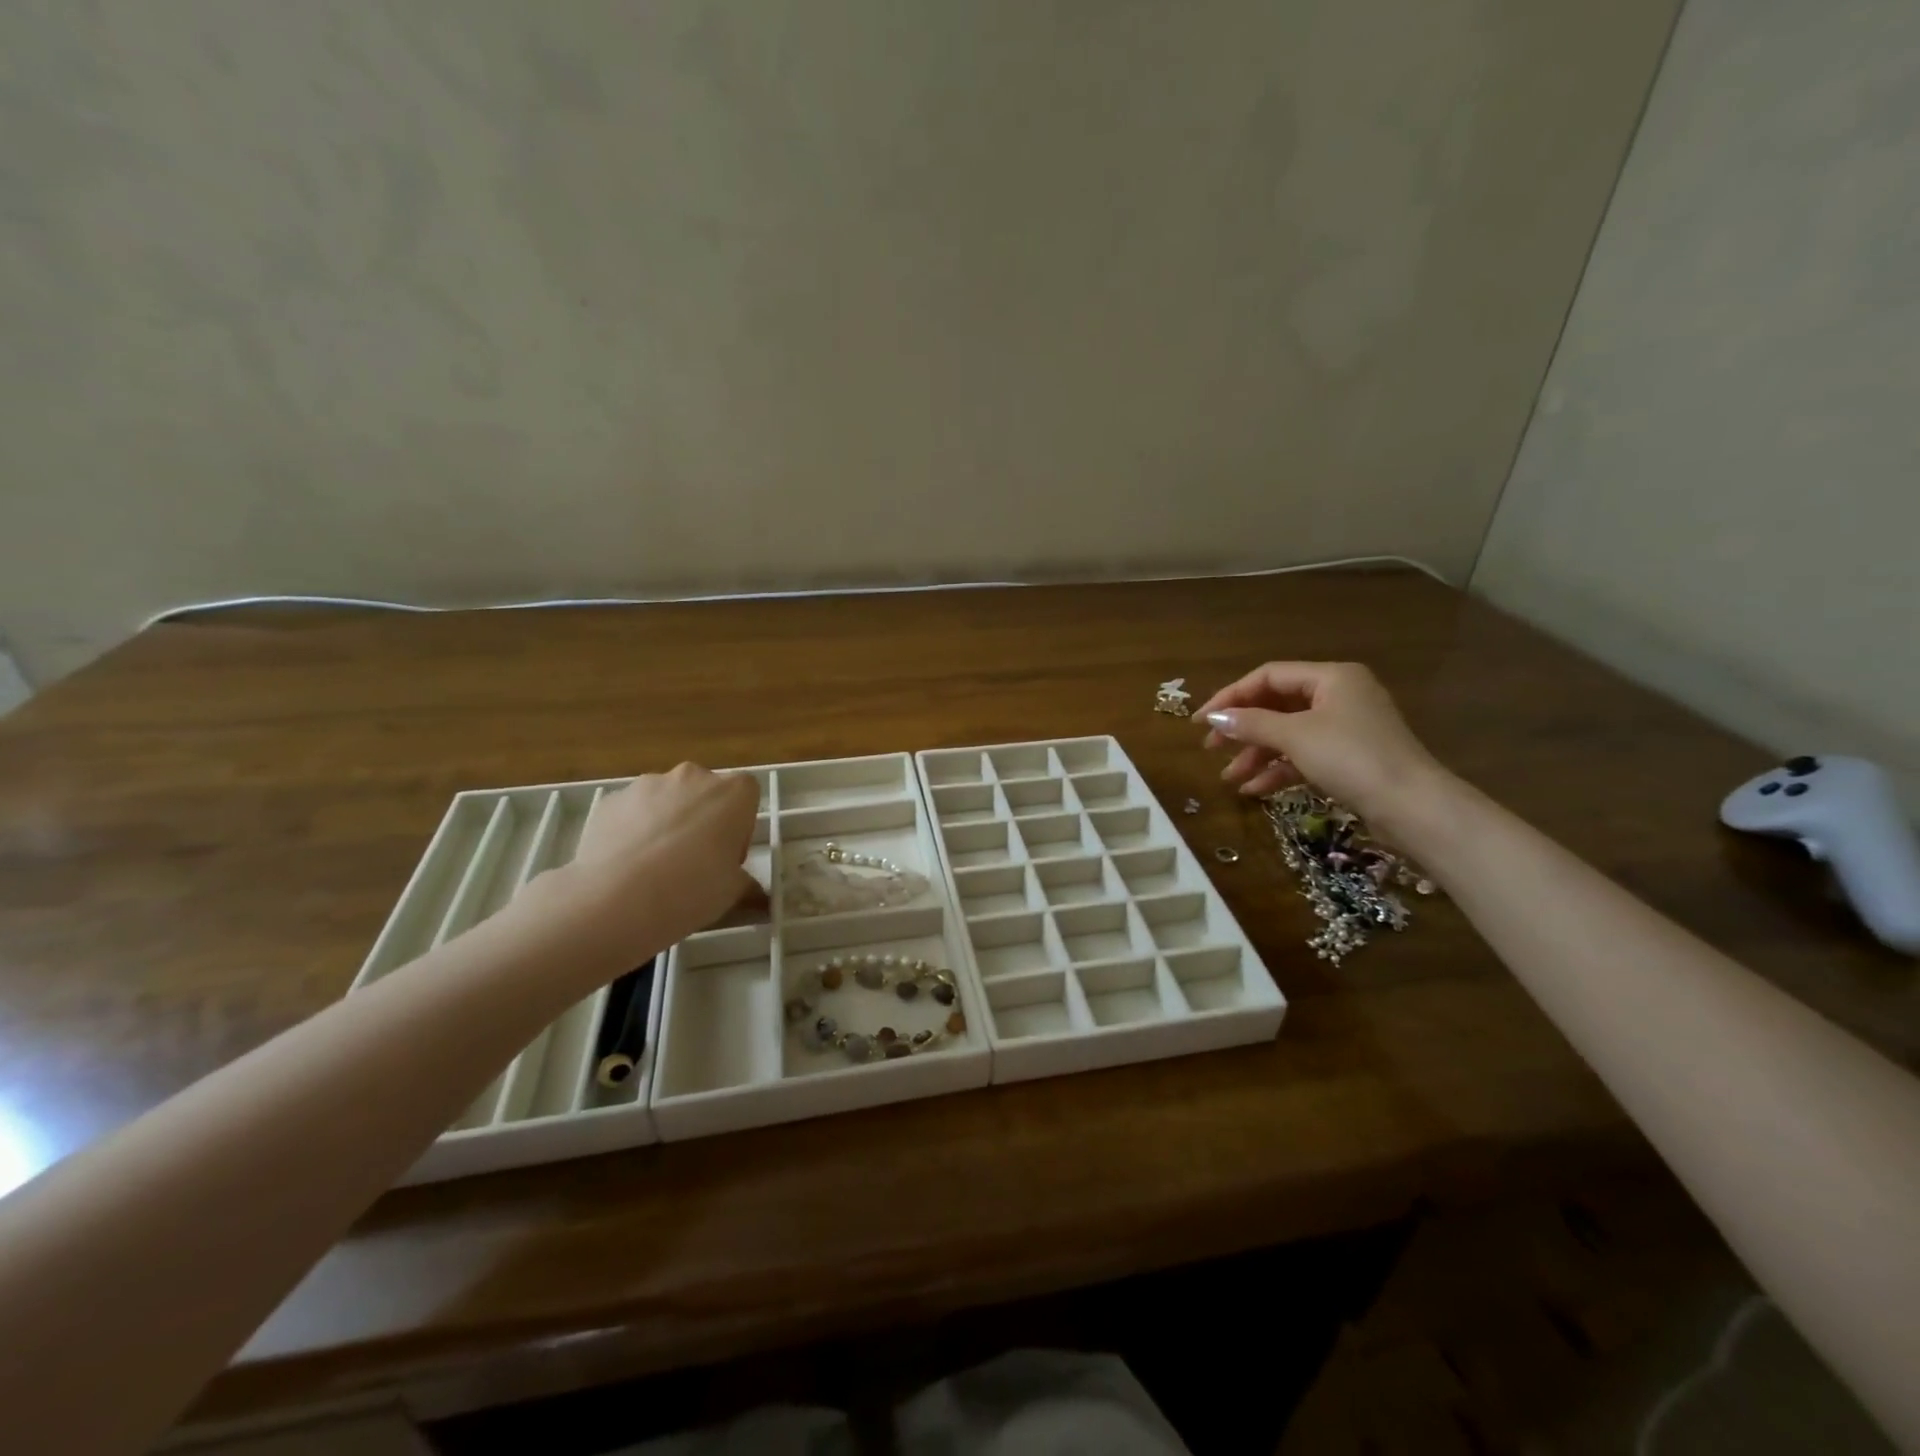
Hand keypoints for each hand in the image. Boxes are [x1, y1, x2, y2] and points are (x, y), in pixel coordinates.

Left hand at [560, 763, 762, 963]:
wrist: (617, 898)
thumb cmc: (692, 888)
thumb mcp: (733, 893)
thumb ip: (747, 885)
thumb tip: (758, 897)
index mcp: (733, 792)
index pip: (747, 796)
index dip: (740, 826)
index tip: (728, 856)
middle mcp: (693, 777)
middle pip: (705, 793)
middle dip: (703, 820)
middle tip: (695, 862)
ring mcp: (648, 784)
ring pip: (667, 800)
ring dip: (667, 822)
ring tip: (655, 867)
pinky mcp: (612, 799)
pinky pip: (632, 811)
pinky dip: (633, 830)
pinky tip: (626, 866)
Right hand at [1195, 662, 1449, 825]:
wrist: (1412, 807)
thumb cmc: (1352, 758)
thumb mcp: (1295, 736)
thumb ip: (1251, 724)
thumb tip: (1214, 719)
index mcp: (1331, 677)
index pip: (1268, 676)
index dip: (1230, 696)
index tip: (1202, 721)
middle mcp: (1339, 695)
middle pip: (1276, 705)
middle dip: (1242, 729)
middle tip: (1211, 748)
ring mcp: (1346, 728)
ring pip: (1288, 734)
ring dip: (1257, 755)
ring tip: (1229, 778)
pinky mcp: (1349, 758)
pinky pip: (1304, 756)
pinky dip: (1279, 770)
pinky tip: (1254, 790)